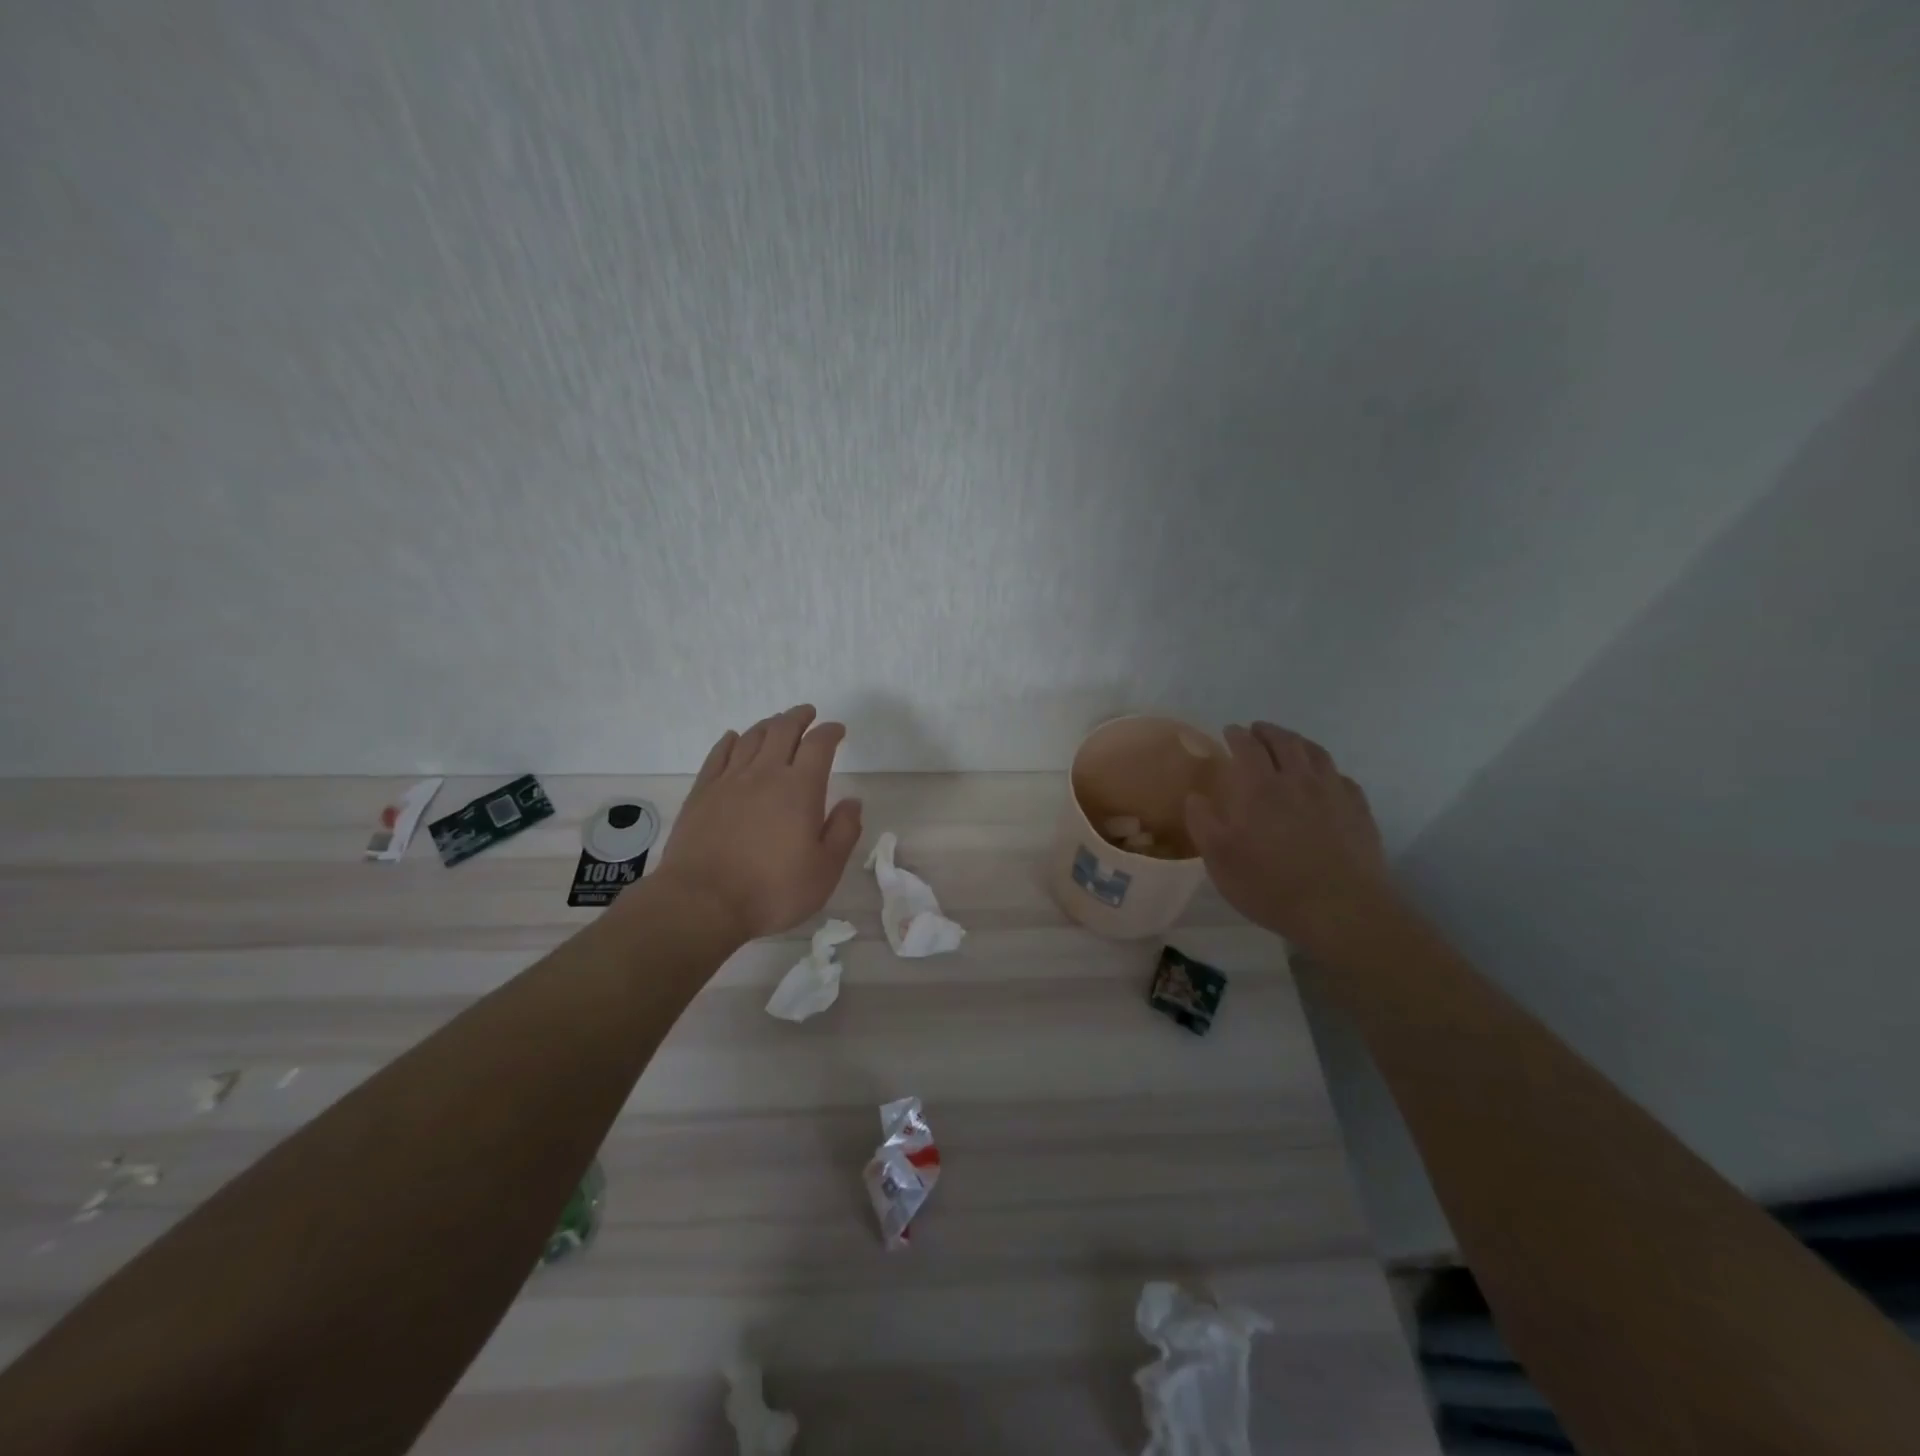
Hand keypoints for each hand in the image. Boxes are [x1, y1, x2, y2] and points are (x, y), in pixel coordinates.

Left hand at [651, 705, 863, 942]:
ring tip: (777, 723)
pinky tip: (734, 738)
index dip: (830, 732)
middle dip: (798, 717)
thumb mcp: (825, 870)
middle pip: (782, 731)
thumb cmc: (772, 890)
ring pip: (751, 738)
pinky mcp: (702, 793)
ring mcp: (729, 781)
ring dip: (768, 725)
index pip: (819, 745)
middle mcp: (765, 774)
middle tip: (808, 713)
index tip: (837, 730)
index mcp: (800, 788)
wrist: (703, 903)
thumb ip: (843, 831)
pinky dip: (730, 741)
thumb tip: (853, 802)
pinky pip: (718, 755)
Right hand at [1185, 722, 1397, 958]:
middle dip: (1268, 731)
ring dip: (1298, 742)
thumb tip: (1195, 796)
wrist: (1341, 910)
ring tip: (1289, 743)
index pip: (1247, 747)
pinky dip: (1326, 769)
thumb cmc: (1271, 885)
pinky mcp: (1358, 810)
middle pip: (1284, 741)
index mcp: (1260, 788)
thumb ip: (1203, 823)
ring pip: (1315, 753)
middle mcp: (1298, 780)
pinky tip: (1324, 778)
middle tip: (1257, 730)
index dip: (1237, 735)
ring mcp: (1333, 792)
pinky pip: (1341, 776)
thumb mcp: (1220, 860)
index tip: (1229, 731)